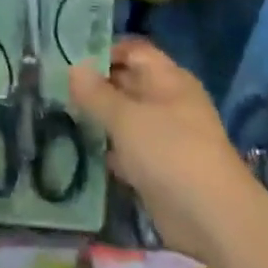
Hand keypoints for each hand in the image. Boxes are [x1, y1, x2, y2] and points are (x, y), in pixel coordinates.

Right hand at [69, 37, 247, 251]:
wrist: (211, 217)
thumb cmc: (169, 152)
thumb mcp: (125, 117)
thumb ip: (96, 93)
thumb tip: (73, 67)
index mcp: (168, 79)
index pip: (133, 51)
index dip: (103, 51)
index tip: (68, 59)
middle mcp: (168, 102)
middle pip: (128, 82)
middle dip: (95, 85)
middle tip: (56, 87)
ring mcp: (165, 136)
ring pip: (126, 117)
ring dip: (99, 117)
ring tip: (60, 112)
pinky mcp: (159, 167)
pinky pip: (128, 148)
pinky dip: (108, 147)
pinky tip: (80, 148)